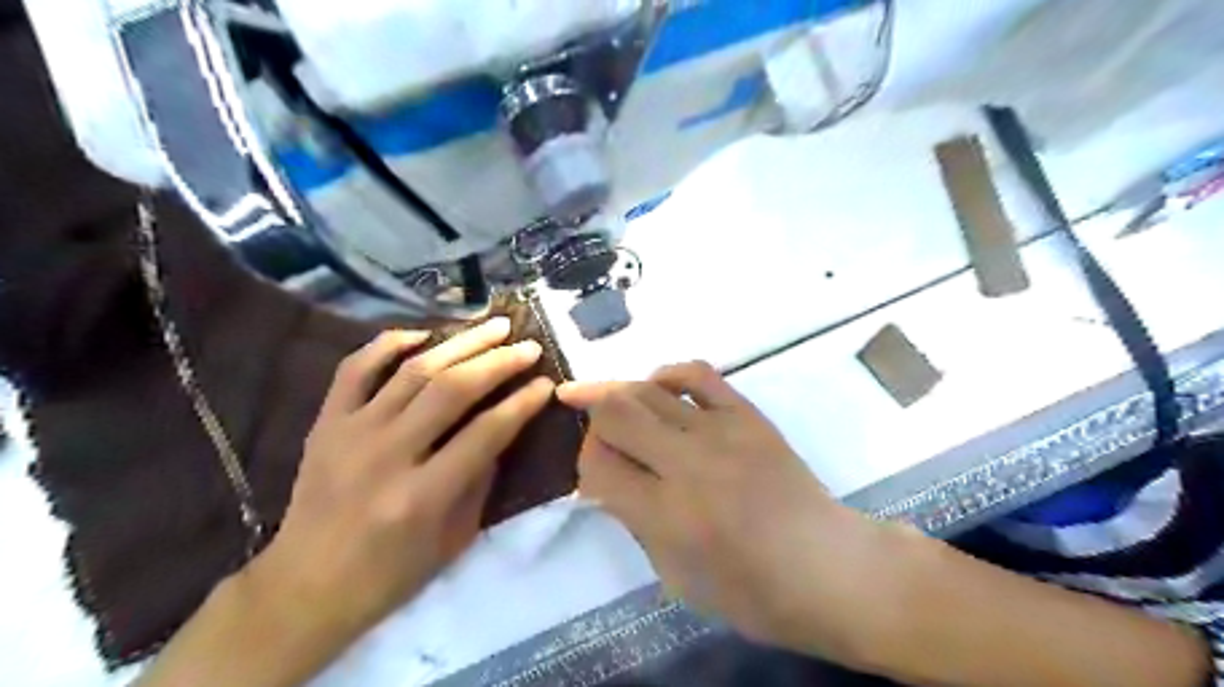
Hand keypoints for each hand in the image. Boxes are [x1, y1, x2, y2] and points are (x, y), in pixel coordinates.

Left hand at [250, 319, 551, 647]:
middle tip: (528, 346)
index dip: (522, 403)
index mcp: (422, 496)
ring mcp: (351, 433)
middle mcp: (387, 455)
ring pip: (413, 370)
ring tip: (493, 326)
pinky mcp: (326, 423)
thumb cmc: (392, 574)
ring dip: (460, 343)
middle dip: (498, 362)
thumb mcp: (455, 538)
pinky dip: (388, 344)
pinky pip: (356, 368)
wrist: (305, 588)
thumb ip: (481, 479)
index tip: (546, 383)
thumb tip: (503, 426)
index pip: (486, 433)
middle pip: (452, 390)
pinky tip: (422, 334)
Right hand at [561, 361, 895, 661]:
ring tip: (605, 400)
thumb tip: (608, 481)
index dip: (583, 465)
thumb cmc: (753, 591)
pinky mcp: (747, 415)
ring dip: (617, 392)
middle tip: (588, 425)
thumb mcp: (677, 576)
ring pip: (647, 389)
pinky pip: (696, 373)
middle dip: (591, 416)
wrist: (829, 567)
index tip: (592, 472)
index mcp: (668, 515)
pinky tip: (657, 387)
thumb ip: (635, 523)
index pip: (598, 466)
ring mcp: (720, 431)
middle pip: (615, 412)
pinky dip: (667, 374)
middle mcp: (688, 463)